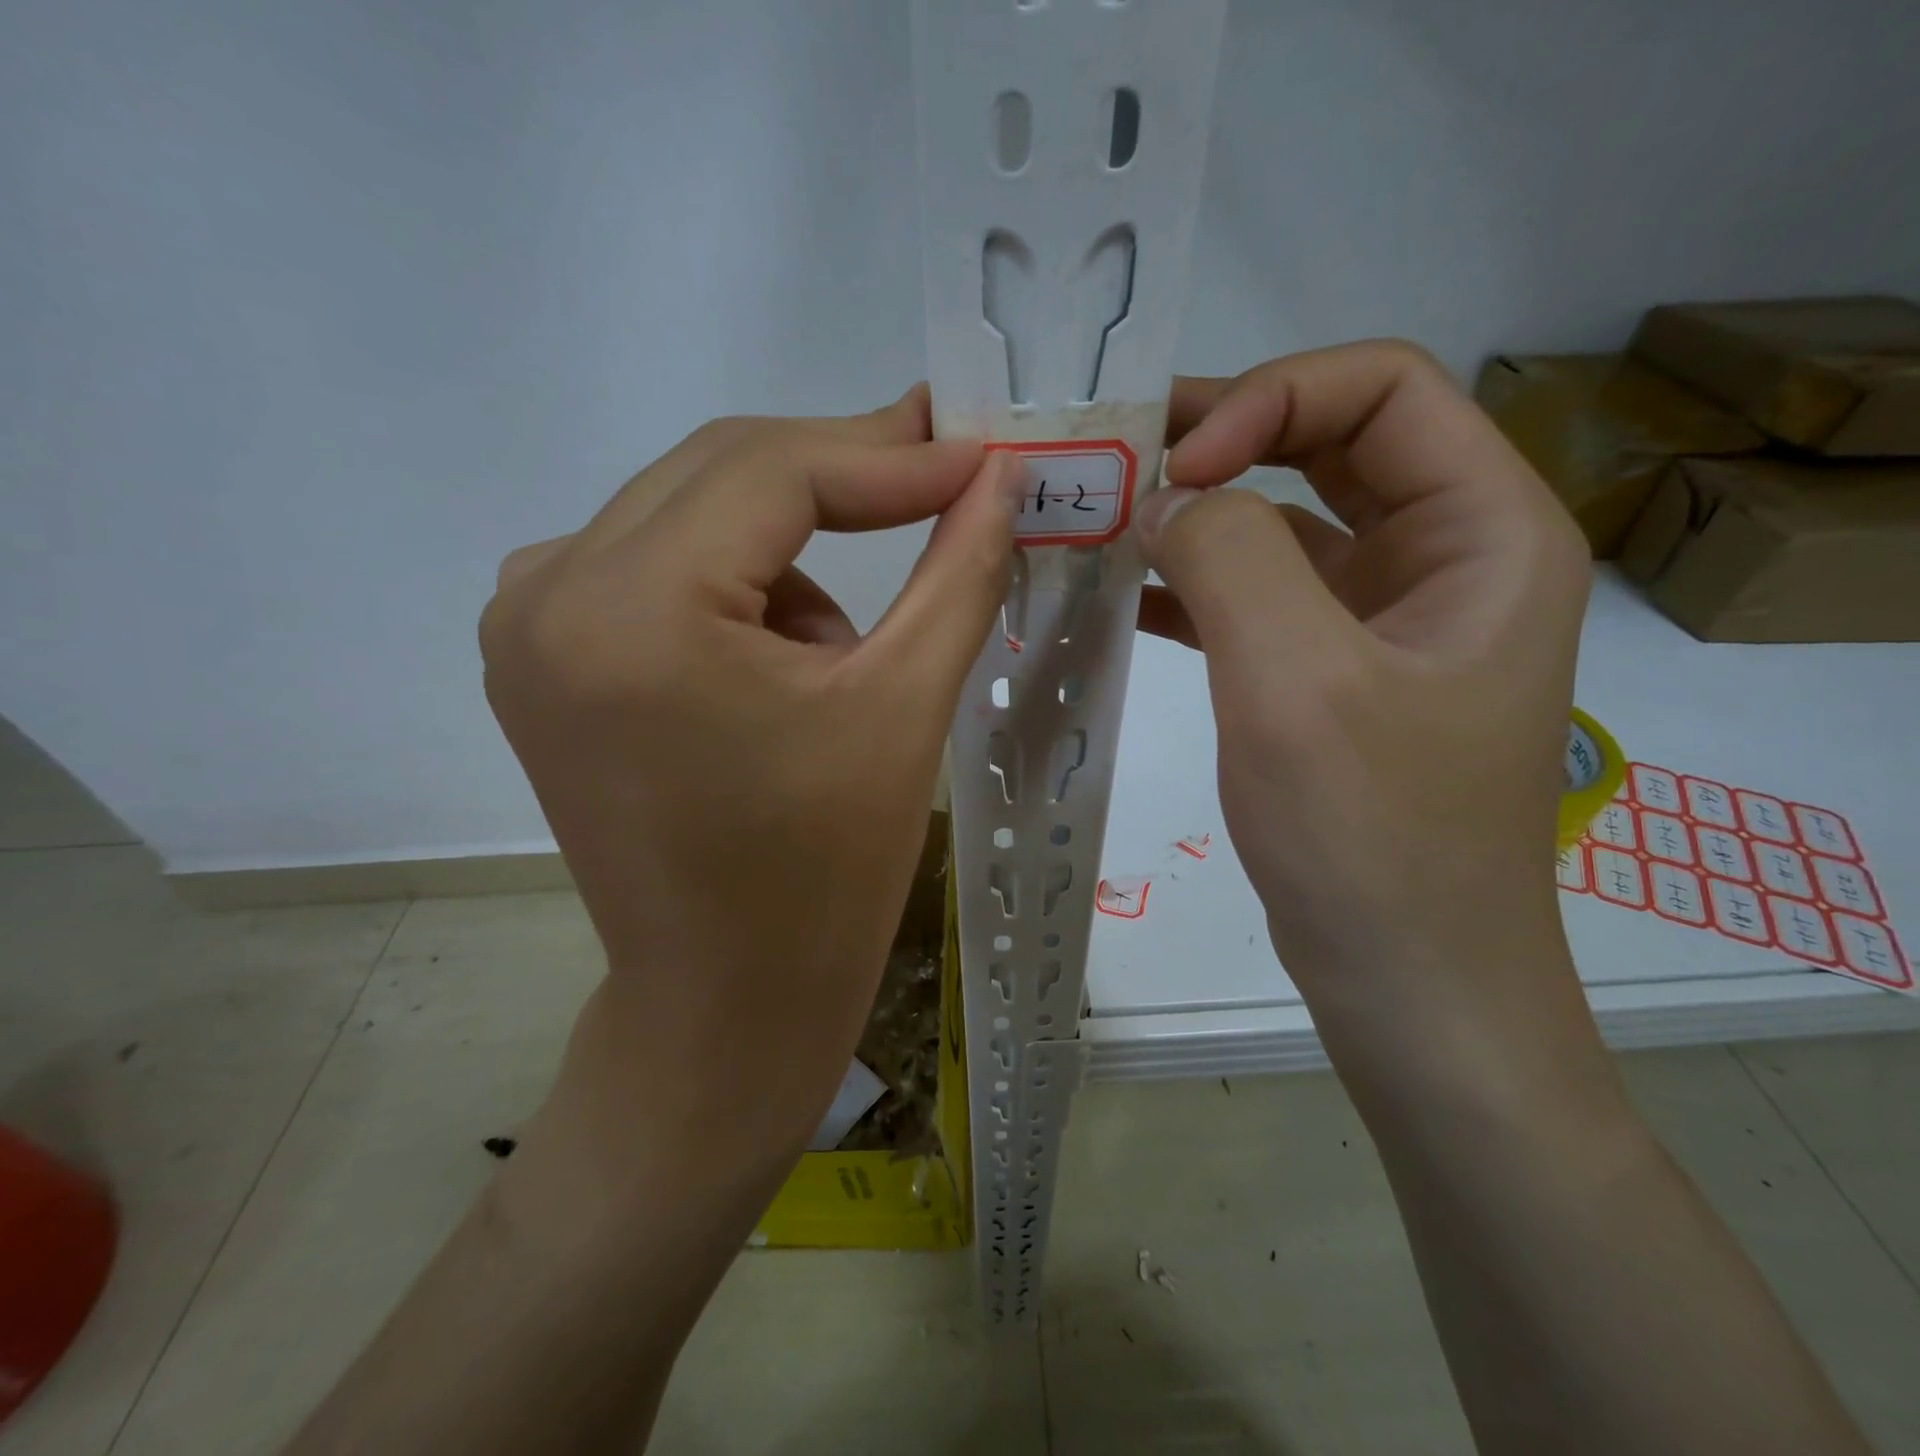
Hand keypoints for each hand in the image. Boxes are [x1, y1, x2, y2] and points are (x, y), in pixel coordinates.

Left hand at [478, 388, 1021, 1210]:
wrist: (727, 997)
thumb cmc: (824, 873)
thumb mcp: (903, 706)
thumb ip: (958, 570)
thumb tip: (999, 477)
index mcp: (632, 609)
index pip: (772, 470)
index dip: (889, 454)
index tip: (978, 453)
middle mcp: (549, 593)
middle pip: (722, 474)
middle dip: (846, 475)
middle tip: (947, 476)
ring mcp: (528, 624)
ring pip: (693, 516)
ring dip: (791, 551)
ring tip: (842, 655)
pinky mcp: (541, 657)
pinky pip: (657, 566)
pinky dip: (736, 587)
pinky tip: (775, 670)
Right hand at [1135, 343, 1597, 1090]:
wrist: (1407, 982)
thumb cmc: (1373, 838)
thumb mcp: (1298, 683)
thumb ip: (1230, 557)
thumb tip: (1162, 498)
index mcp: (1484, 531)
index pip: (1381, 388)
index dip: (1269, 399)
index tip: (1175, 469)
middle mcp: (1444, 556)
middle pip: (1330, 442)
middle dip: (1222, 440)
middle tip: (1116, 464)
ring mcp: (1384, 618)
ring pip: (1285, 521)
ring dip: (1197, 513)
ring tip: (1104, 520)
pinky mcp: (1330, 672)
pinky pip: (1258, 596)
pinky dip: (1193, 584)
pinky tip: (1125, 594)